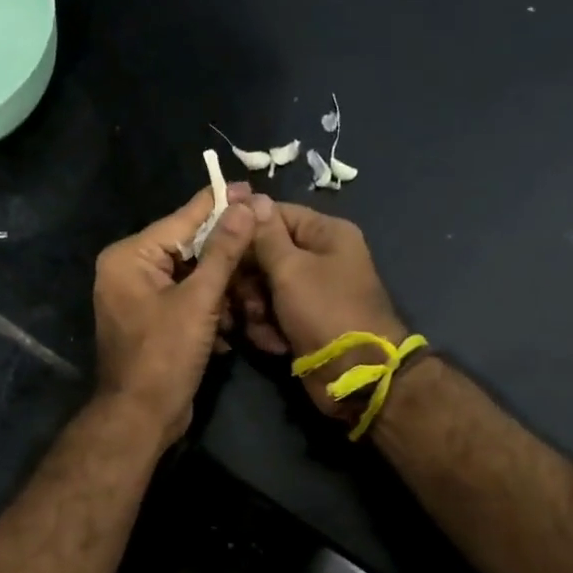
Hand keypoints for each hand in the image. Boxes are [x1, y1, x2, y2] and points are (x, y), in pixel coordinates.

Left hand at [92, 183, 263, 451]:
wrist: (140, 418)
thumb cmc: (164, 356)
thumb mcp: (199, 301)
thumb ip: (223, 252)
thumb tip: (247, 206)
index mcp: (130, 257)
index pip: (182, 220)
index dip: (219, 204)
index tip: (251, 186)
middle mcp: (129, 271)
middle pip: (188, 249)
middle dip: (227, 255)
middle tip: (264, 239)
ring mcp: (139, 298)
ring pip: (192, 278)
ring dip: (224, 288)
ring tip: (256, 290)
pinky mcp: (153, 322)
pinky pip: (187, 302)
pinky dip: (211, 310)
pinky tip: (236, 322)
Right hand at [249, 202, 412, 420]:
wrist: (354, 374)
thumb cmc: (324, 311)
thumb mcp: (291, 268)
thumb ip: (266, 235)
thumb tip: (252, 198)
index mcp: (326, 234)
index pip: (276, 214)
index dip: (246, 227)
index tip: (218, 242)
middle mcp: (320, 258)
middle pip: (265, 253)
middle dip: (249, 278)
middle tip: (244, 296)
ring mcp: (311, 292)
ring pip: (263, 287)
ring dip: (255, 308)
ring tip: (262, 324)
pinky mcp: (302, 321)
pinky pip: (272, 314)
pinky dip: (268, 328)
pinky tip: (273, 343)